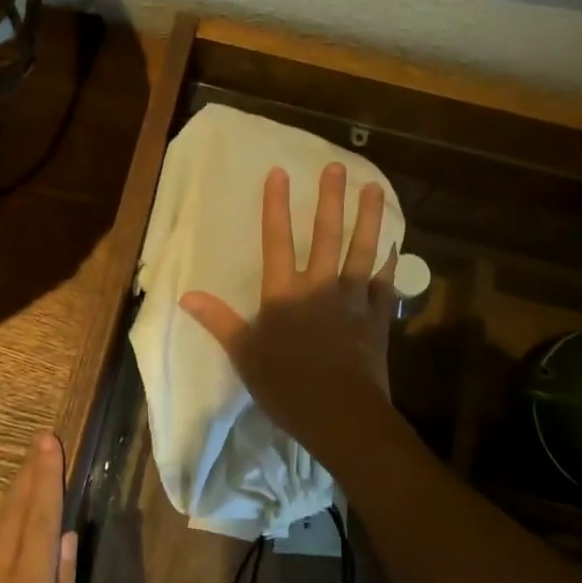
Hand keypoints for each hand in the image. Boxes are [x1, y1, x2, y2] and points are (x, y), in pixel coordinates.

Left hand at [0, 433, 79, 582]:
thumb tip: (69, 542)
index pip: (41, 521)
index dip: (48, 480)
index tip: (51, 445)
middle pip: (14, 514)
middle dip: (30, 474)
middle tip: (41, 440)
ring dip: (15, 496)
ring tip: (30, 470)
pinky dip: (2, 528)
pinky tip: (10, 524)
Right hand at [179, 163, 397, 448]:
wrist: (341, 414)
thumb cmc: (286, 386)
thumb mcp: (244, 355)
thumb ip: (219, 321)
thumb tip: (186, 295)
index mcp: (284, 294)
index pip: (277, 241)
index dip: (276, 206)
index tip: (279, 173)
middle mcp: (320, 287)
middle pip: (326, 236)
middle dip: (330, 200)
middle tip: (337, 167)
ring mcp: (353, 300)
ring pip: (362, 251)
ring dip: (368, 218)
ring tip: (374, 188)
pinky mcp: (377, 318)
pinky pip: (385, 284)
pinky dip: (390, 263)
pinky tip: (395, 245)